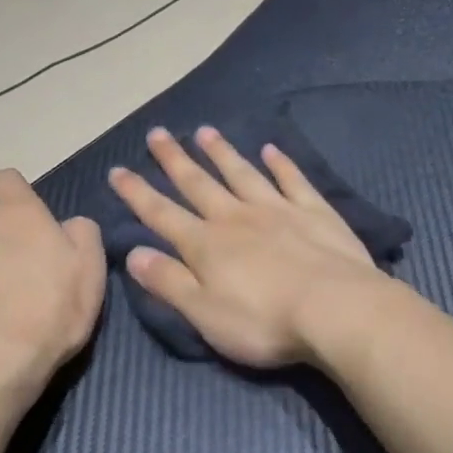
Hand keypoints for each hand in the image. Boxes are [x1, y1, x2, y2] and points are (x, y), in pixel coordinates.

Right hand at [107, 126, 390, 367]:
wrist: (335, 309)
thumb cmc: (263, 321)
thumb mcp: (204, 313)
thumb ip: (168, 282)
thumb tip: (133, 253)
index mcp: (206, 245)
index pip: (161, 214)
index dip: (137, 193)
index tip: (117, 170)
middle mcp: (236, 218)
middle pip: (199, 184)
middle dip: (174, 160)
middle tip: (158, 133)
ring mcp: (277, 209)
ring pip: (242, 173)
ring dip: (221, 153)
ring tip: (205, 131)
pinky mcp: (314, 211)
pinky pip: (292, 180)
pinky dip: (281, 163)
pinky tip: (272, 149)